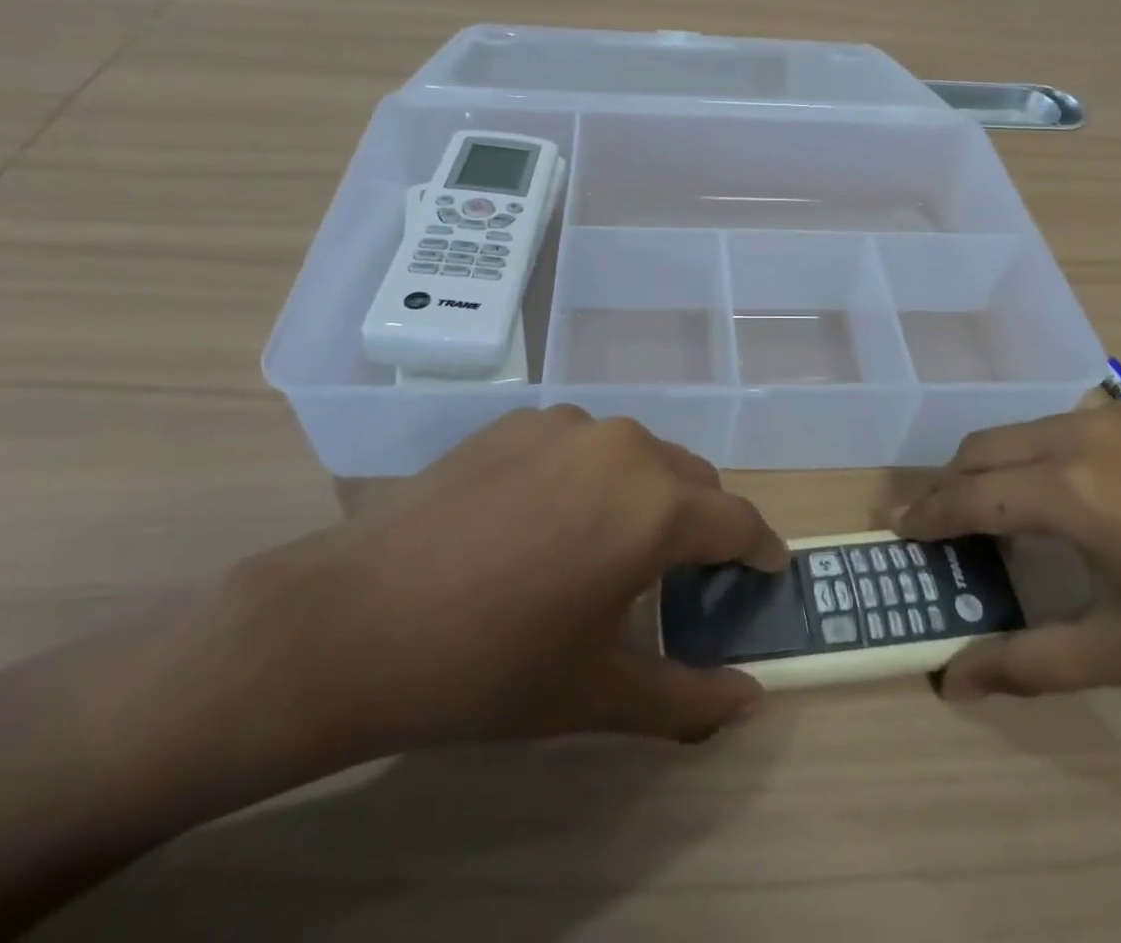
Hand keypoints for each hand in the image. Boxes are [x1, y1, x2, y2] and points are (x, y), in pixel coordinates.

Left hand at [222, 406, 787, 766]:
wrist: (354, 619)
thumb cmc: (489, 665)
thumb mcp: (597, 693)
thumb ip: (689, 699)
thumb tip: (752, 699)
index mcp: (654, 505)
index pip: (739, 520)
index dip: (760, 549)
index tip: (766, 571)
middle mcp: (623, 446)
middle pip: (693, 479)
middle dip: (703, 523)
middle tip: (686, 577)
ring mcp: (567, 424)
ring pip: (639, 455)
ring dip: (647, 494)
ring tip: (610, 548)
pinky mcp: (519, 420)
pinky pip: (583, 445)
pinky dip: (592, 476)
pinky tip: (546, 521)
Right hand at [895, 402, 1120, 706]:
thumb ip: (1030, 661)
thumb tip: (952, 683)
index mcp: (1070, 490)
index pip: (968, 495)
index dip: (927, 515)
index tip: (897, 530)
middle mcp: (1081, 432)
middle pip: (983, 449)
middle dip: (951, 486)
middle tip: (938, 529)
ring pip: (1024, 430)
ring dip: (996, 467)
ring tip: (1001, 514)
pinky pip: (1069, 423)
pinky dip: (1042, 453)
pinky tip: (1076, 495)